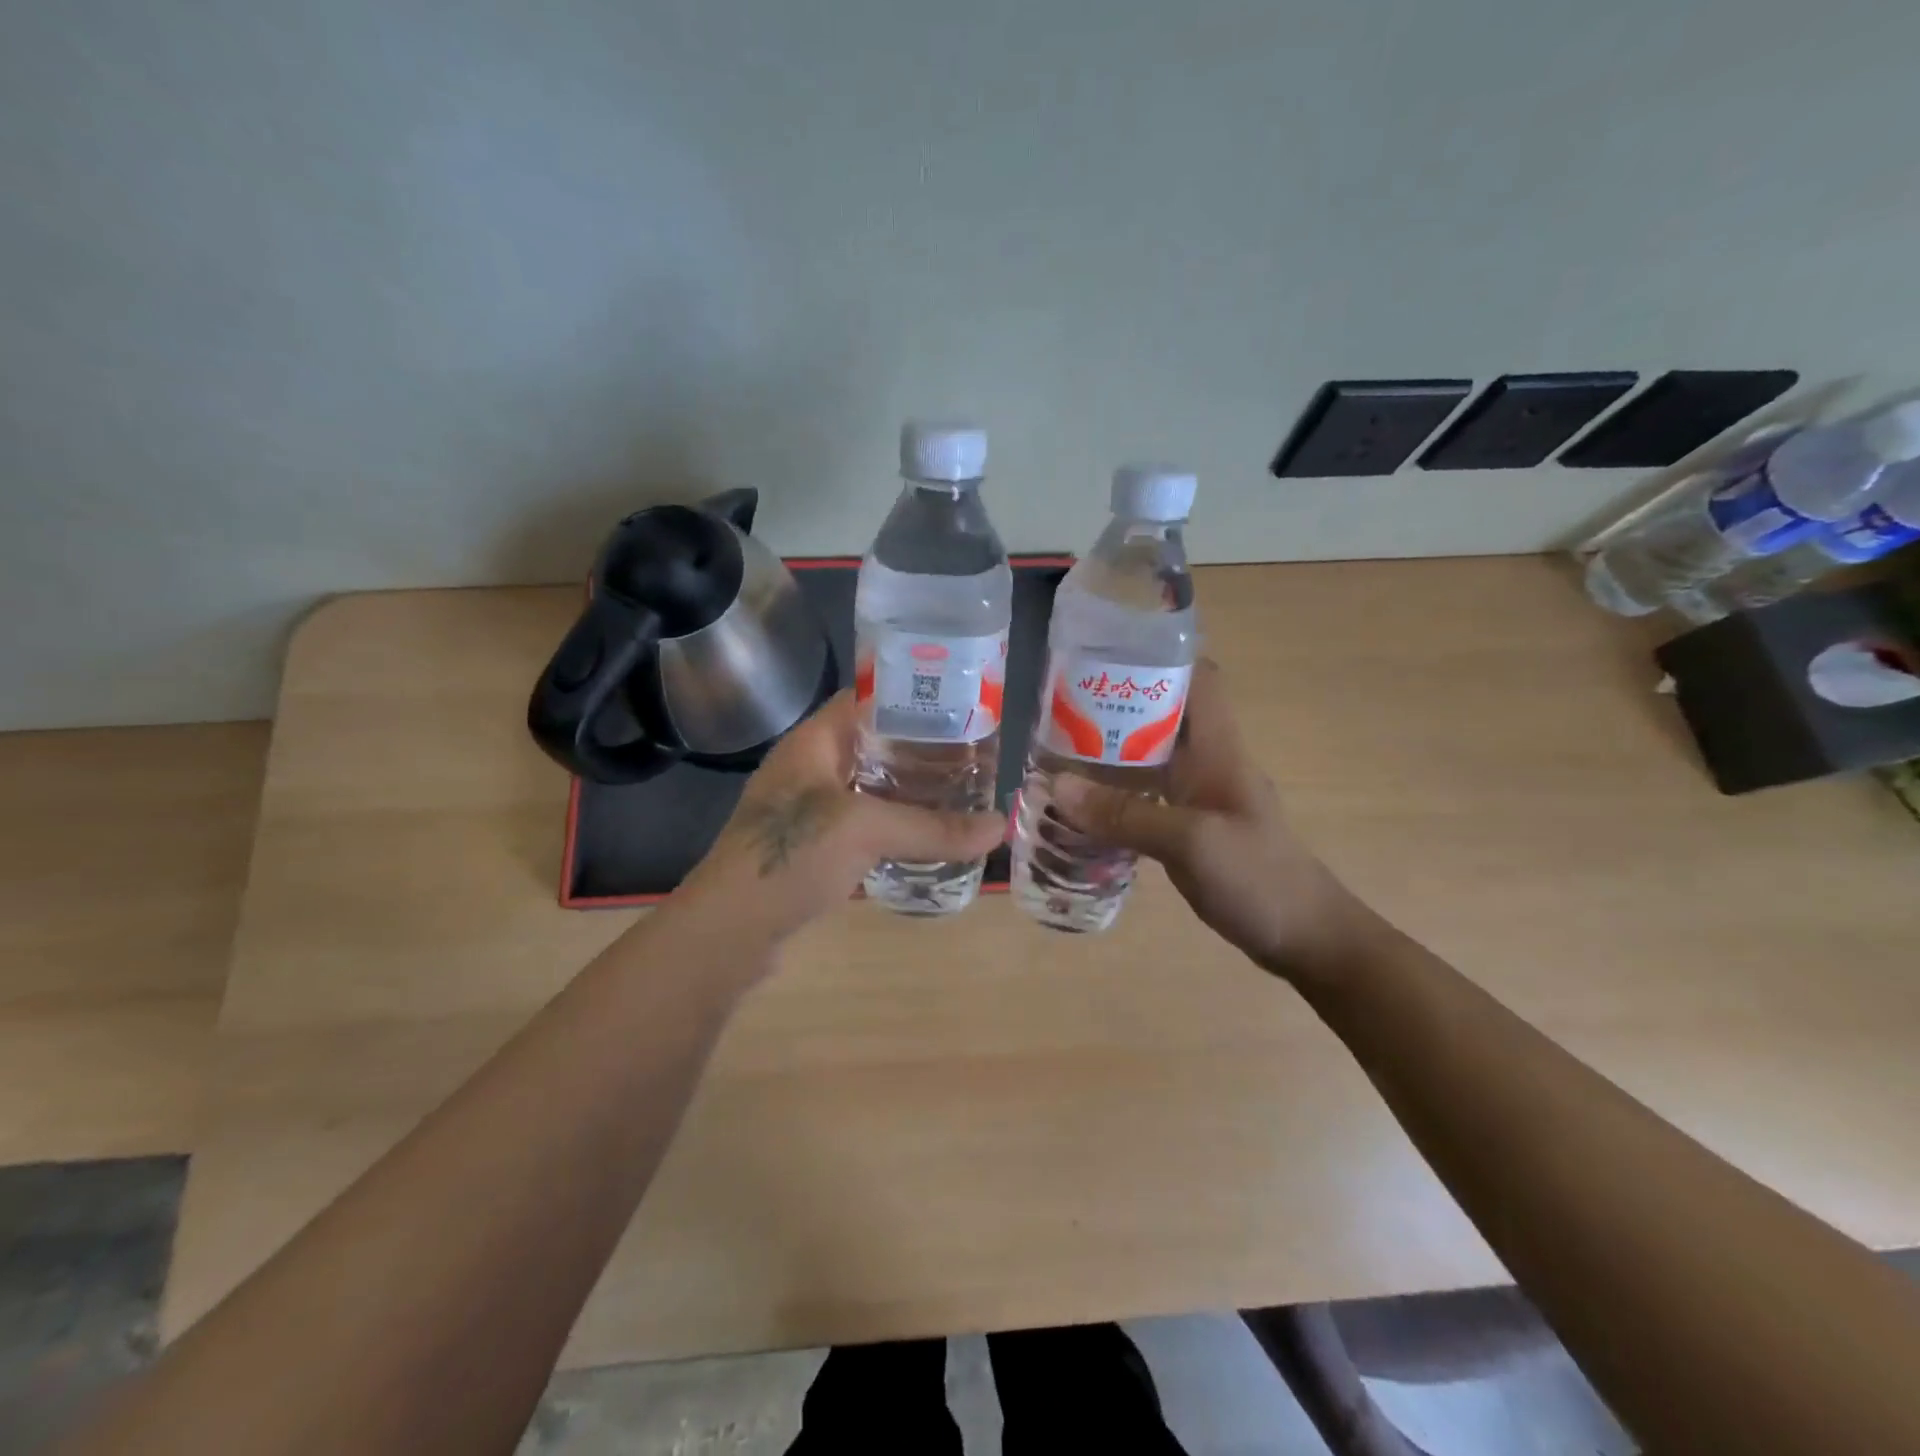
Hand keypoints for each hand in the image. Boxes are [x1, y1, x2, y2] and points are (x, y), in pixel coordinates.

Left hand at [674, 689, 1005, 946]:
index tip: (957, 705)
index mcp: (812, 743)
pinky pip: (860, 825)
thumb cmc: (790, 856)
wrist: (729, 930)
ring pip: (867, 788)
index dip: (907, 696)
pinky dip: (891, 826)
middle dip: (917, 749)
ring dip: (906, 790)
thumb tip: (1001, 827)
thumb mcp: (864, 830)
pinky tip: (924, 836)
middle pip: (871, 745)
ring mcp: (807, 810)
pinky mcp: (812, 848)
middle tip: (970, 754)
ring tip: (958, 792)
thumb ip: (932, 828)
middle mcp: (808, 769)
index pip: (863, 699)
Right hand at [1051, 661, 1366, 982]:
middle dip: (1116, 706)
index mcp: (1219, 749)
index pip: (1198, 679)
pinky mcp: (1189, 829)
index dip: (1158, 659)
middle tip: (1058, 709)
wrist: (1305, 938)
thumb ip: (1126, 814)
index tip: (1104, 658)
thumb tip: (1057, 786)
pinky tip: (1081, 806)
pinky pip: (1145, 798)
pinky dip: (1115, 795)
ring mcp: (1199, 797)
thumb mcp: (1191, 842)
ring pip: (1150, 758)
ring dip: (1110, 752)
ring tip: (1056, 751)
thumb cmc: (1259, 878)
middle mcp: (1208, 763)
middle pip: (1163, 715)